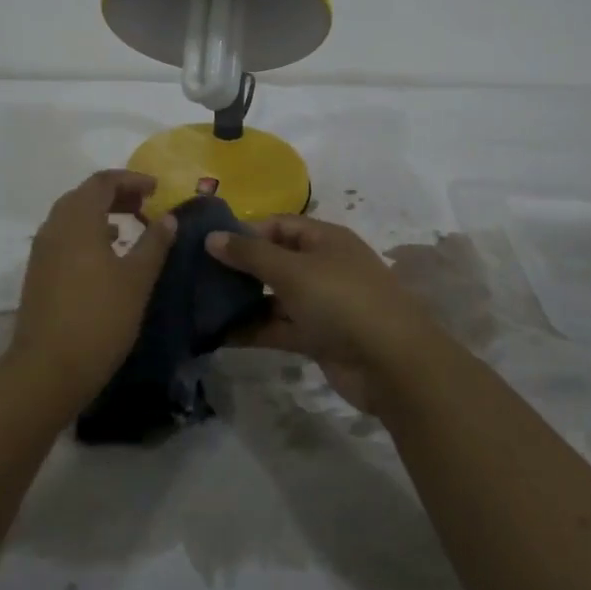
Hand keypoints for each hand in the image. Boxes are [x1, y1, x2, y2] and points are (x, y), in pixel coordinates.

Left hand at [8, 170, 176, 414]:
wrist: (47, 370)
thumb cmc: (99, 319)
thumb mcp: (136, 280)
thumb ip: (154, 243)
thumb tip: (169, 218)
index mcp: (78, 220)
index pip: (103, 182)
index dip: (131, 179)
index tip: (157, 189)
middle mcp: (55, 226)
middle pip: (84, 194)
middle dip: (116, 194)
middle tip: (145, 204)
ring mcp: (42, 250)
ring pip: (72, 216)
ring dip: (101, 213)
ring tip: (130, 227)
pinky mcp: (38, 272)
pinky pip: (65, 237)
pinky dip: (88, 233)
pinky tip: (107, 255)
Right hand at [205, 215, 441, 413]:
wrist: (393, 364)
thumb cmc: (342, 301)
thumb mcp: (292, 270)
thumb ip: (250, 254)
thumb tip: (211, 236)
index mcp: (325, 239)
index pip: (278, 224)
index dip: (245, 231)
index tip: (209, 244)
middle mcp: (323, 266)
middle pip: (275, 260)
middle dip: (240, 267)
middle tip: (197, 274)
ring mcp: (321, 303)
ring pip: (274, 296)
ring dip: (242, 301)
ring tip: (200, 305)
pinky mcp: (317, 337)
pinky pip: (278, 327)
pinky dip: (253, 330)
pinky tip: (218, 335)